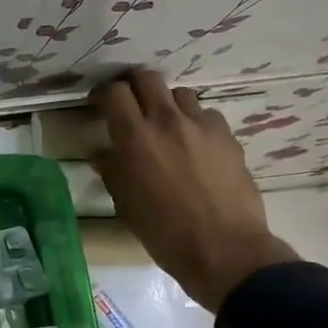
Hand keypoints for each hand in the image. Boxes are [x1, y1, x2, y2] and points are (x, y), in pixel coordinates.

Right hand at [89, 69, 299, 311]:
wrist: (223, 249)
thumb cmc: (163, 231)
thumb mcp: (125, 204)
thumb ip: (111, 171)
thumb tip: (101, 155)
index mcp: (135, 137)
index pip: (114, 92)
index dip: (103, 93)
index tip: (99, 104)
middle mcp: (167, 121)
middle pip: (147, 78)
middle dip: (133, 85)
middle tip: (129, 103)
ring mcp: (202, 126)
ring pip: (180, 94)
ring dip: (166, 103)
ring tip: (164, 124)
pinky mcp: (228, 137)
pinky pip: (207, 115)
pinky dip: (195, 122)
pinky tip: (194, 143)